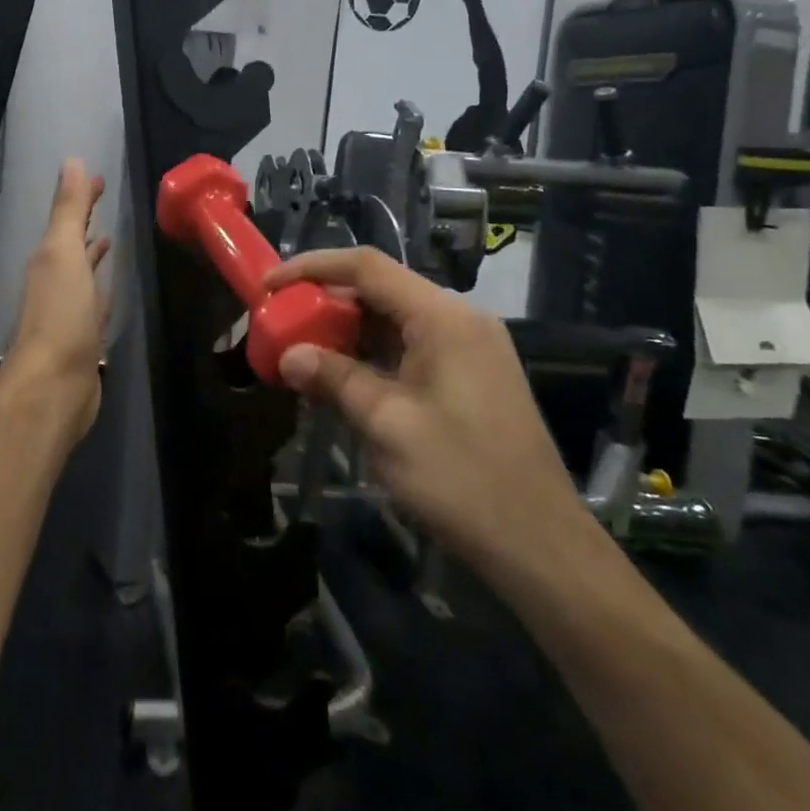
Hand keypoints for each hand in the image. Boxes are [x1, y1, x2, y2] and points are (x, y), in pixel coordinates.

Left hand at [5, 159, 111, 443]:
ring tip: (111, 237)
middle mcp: (55, 280)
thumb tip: (72, 161)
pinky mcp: (84, 337)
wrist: (54, 386)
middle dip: (85, 220)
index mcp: (49, 258)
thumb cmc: (61, 315)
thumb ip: (68, 209)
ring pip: (83, 272)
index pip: (67, 218)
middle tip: (105, 197)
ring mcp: (69, 310)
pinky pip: (95, 302)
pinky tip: (111, 288)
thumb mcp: (64, 253)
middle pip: (72, 242)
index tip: (99, 177)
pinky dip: (102, 288)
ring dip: (93, 254)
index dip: (81, 196)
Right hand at [267, 247, 589, 576]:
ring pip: (395, 319)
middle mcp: (459, 318)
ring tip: (304, 352)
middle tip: (282, 324)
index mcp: (443, 317)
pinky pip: (411, 346)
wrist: (539, 543)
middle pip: (381, 290)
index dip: (313, 267)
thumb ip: (335, 378)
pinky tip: (344, 378)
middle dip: (327, 303)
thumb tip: (289, 356)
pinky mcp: (472, 373)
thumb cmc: (461, 477)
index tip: (270, 285)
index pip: (368, 267)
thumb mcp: (386, 424)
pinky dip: (373, 354)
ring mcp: (470, 346)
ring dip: (348, 332)